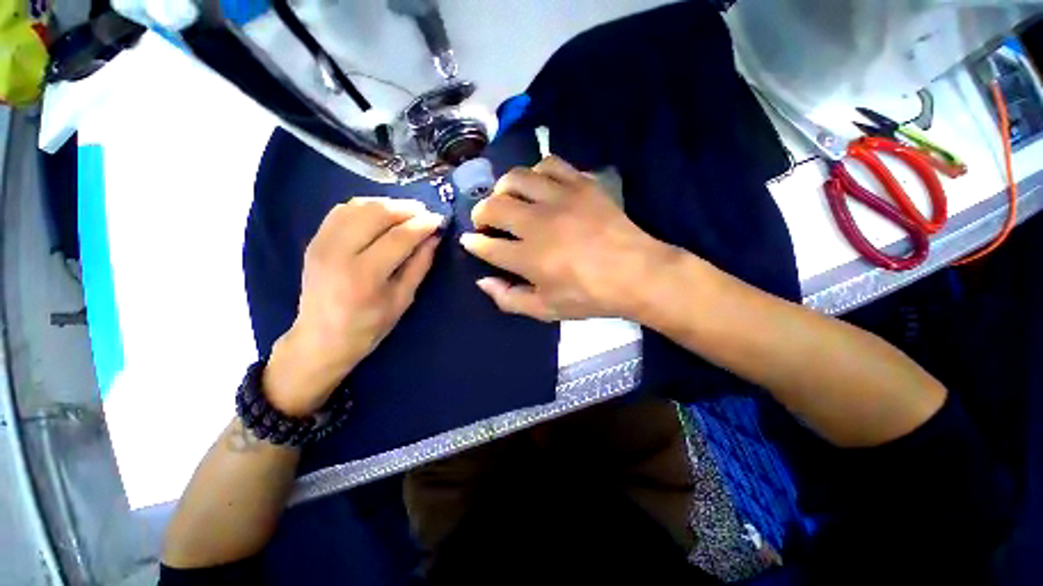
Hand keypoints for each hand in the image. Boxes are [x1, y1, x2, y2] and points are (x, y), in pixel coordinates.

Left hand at [264, 198, 444, 415]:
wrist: (320, 339)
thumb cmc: (368, 327)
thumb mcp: (402, 300)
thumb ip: (419, 265)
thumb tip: (434, 237)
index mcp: (364, 276)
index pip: (399, 237)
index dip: (423, 225)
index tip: (441, 219)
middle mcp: (338, 253)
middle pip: (377, 213)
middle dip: (407, 208)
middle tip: (426, 213)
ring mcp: (322, 243)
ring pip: (359, 206)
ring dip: (388, 204)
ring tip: (408, 213)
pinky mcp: (315, 240)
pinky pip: (342, 210)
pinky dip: (366, 206)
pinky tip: (381, 215)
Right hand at [460, 156, 677, 321]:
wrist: (637, 273)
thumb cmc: (590, 296)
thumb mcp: (547, 310)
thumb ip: (510, 299)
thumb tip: (483, 281)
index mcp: (529, 258)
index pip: (487, 246)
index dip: (474, 243)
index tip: (470, 240)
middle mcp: (538, 223)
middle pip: (494, 206)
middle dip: (481, 213)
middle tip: (486, 221)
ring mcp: (560, 198)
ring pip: (516, 177)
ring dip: (503, 188)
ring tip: (508, 199)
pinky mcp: (581, 184)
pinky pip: (550, 164)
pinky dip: (536, 172)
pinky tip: (539, 185)